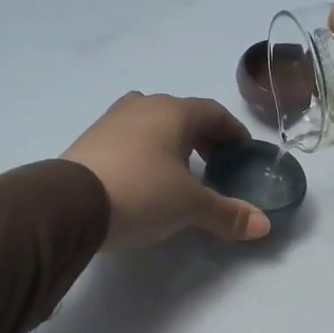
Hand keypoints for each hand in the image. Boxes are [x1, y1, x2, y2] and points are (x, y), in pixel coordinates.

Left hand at [62, 93, 271, 249]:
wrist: (69, 205)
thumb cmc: (141, 193)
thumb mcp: (190, 207)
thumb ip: (227, 214)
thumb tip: (264, 226)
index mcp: (173, 111)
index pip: (214, 112)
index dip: (233, 132)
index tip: (243, 153)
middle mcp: (142, 106)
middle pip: (183, 115)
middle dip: (204, 138)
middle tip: (216, 166)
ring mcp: (112, 120)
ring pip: (153, 125)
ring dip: (173, 144)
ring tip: (181, 173)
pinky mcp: (90, 140)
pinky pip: (130, 139)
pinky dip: (146, 152)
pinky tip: (146, 179)